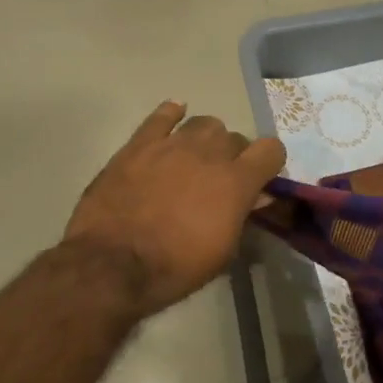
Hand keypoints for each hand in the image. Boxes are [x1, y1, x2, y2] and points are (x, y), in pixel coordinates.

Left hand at [65, 101, 285, 320]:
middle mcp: (209, 153)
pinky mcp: (139, 144)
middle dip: (234, 156)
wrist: (111, 264)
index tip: (260, 178)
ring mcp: (172, 144)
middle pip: (235, 137)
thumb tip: (255, 196)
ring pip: (204, 123)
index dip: (269, 162)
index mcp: (236, 181)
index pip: (271, 149)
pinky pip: (161, 115)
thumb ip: (242, 216)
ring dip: (206, 139)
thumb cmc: (175, 267)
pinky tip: (173, 118)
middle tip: (220, 180)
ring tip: (195, 157)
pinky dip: (171, 114)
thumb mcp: (223, 252)